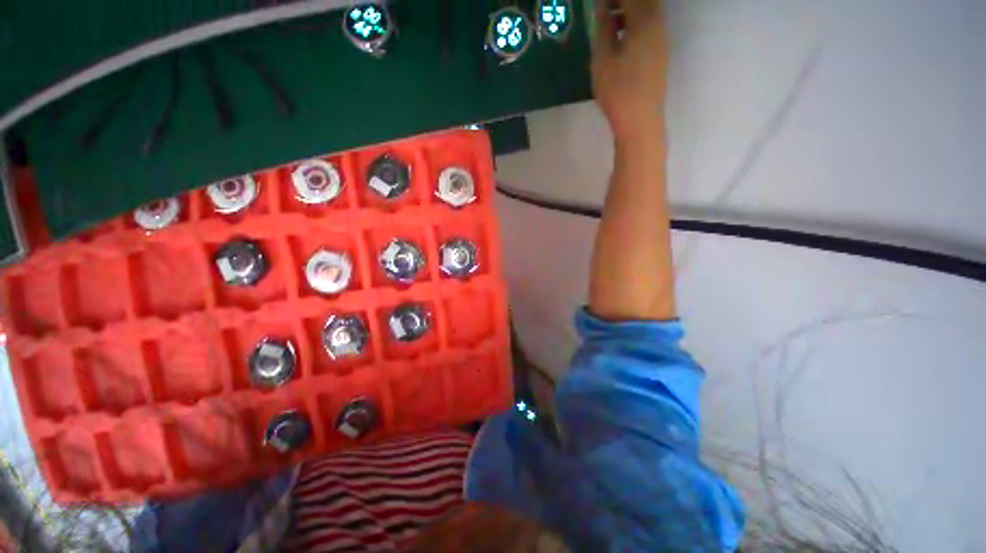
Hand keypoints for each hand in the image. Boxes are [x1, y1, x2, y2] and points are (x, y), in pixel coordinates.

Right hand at [591, 0, 668, 142]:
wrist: (640, 121)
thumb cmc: (618, 91)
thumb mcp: (603, 59)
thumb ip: (603, 28)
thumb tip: (602, 6)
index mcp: (644, 20)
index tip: (598, 4)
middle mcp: (658, 24)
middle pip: (644, 1)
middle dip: (622, 2)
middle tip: (603, 10)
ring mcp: (661, 40)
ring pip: (648, 12)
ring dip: (629, 11)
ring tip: (608, 22)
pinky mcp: (660, 54)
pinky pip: (649, 27)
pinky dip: (635, 24)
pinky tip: (620, 38)